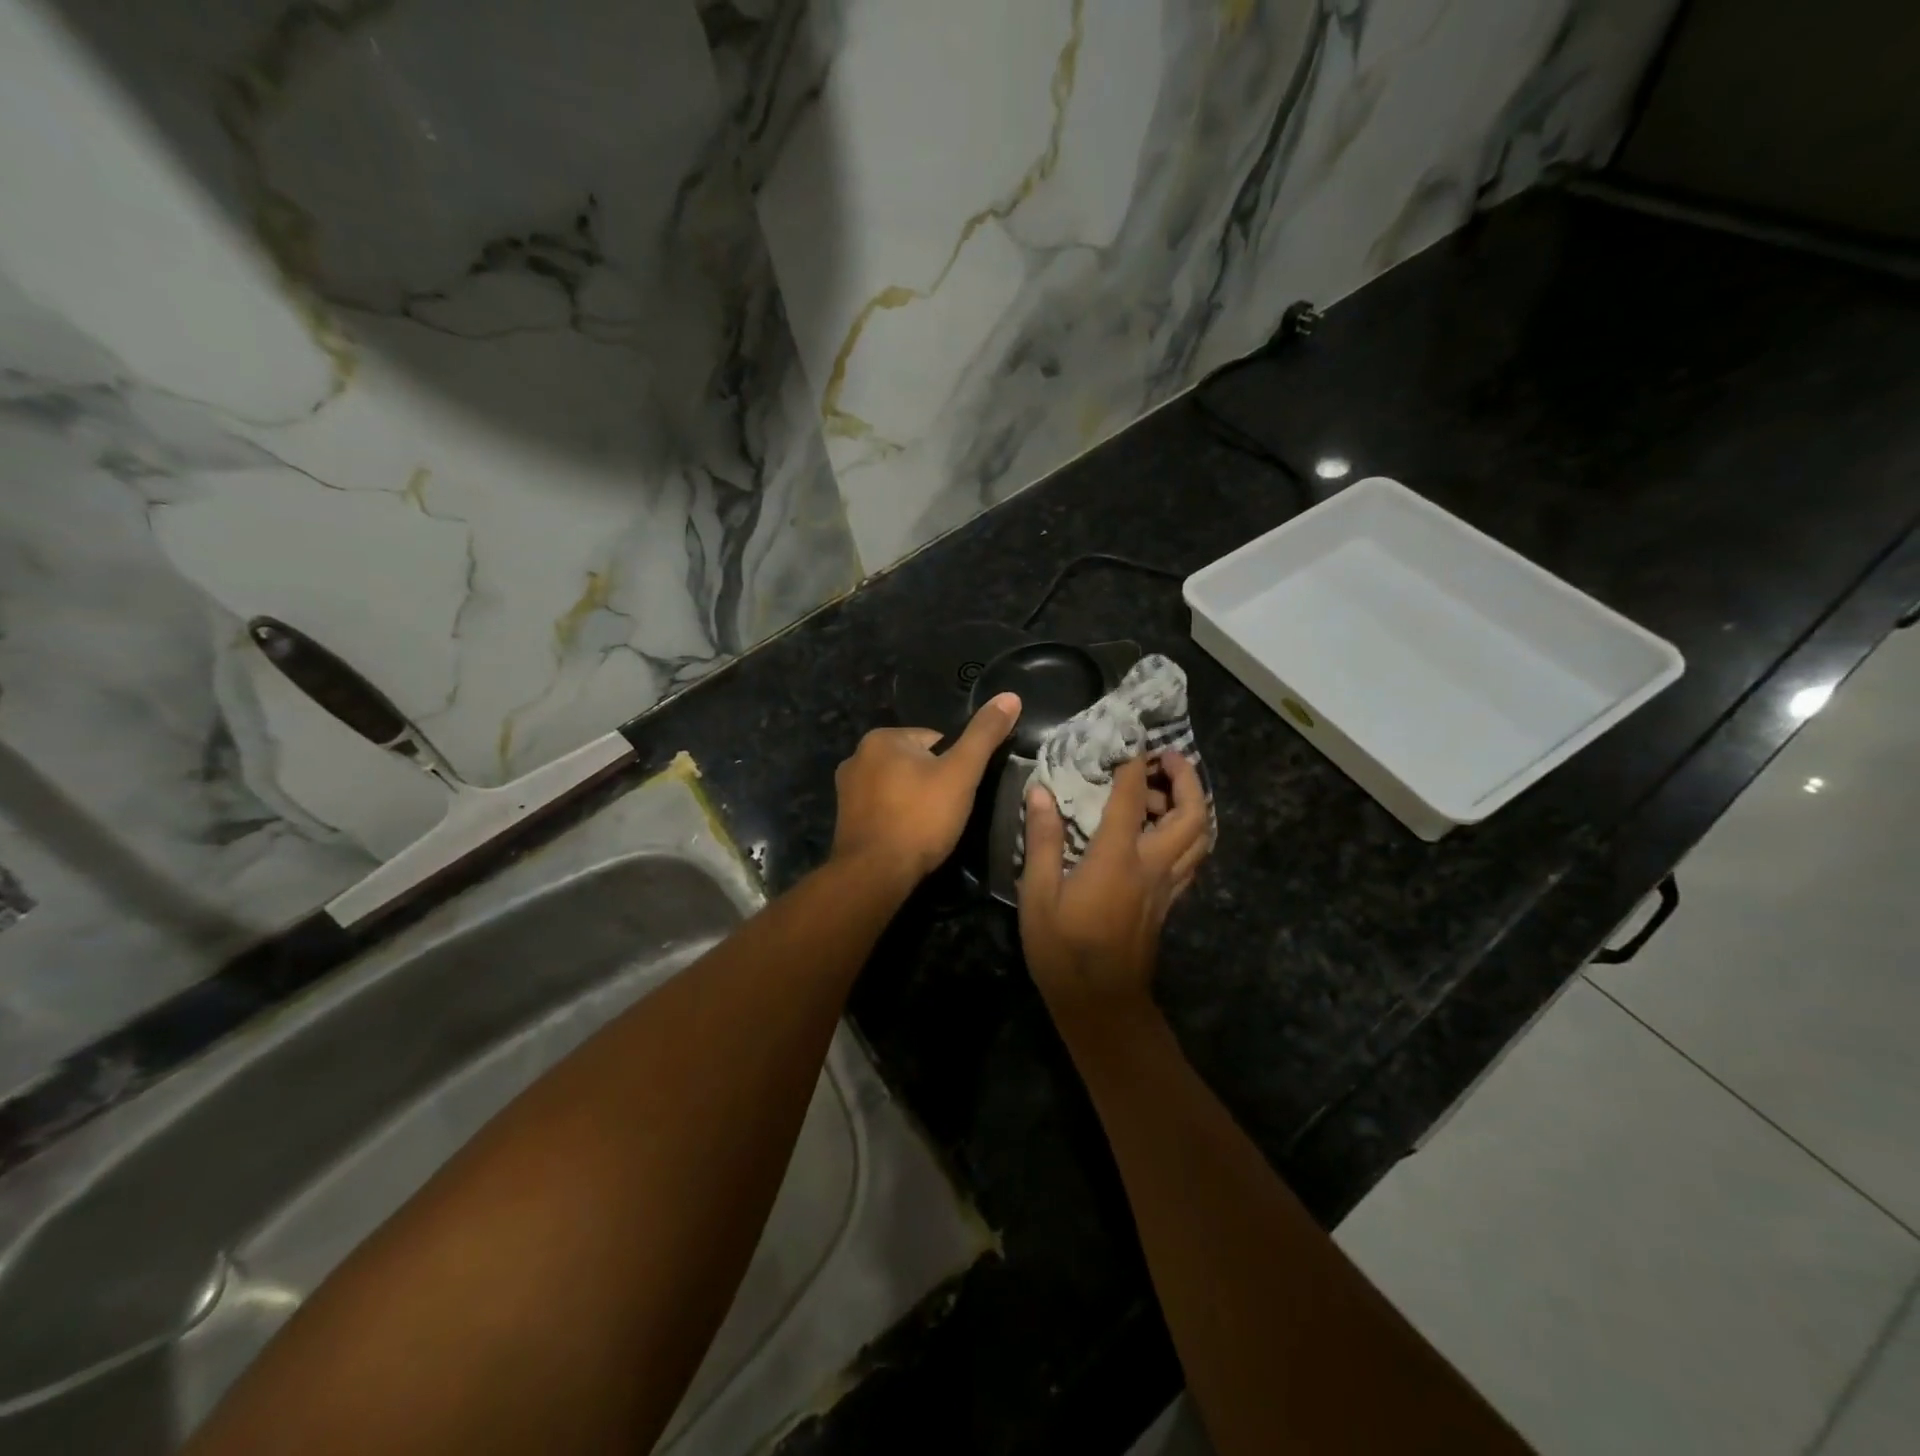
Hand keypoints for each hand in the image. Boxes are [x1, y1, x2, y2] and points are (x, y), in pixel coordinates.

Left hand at [829, 693, 1021, 884]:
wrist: (875, 874)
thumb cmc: (920, 818)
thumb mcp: (961, 773)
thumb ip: (984, 734)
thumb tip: (1010, 696)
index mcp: (882, 738)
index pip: (935, 741)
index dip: (955, 767)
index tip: (960, 793)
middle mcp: (857, 756)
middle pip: (916, 763)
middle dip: (934, 784)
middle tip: (947, 813)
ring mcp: (847, 789)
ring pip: (899, 786)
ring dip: (916, 801)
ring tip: (930, 828)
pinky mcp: (845, 818)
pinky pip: (883, 808)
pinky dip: (898, 817)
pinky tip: (909, 837)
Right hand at [1019, 751, 1211, 1017]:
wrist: (1101, 1004)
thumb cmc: (1062, 949)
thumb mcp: (1039, 894)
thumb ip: (1043, 840)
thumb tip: (1041, 792)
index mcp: (1118, 858)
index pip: (1134, 798)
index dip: (1134, 765)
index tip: (1129, 741)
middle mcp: (1153, 866)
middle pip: (1193, 815)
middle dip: (1187, 778)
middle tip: (1167, 758)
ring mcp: (1167, 886)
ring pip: (1201, 837)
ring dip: (1194, 804)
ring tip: (1167, 788)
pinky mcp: (1169, 902)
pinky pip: (1192, 857)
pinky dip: (1189, 833)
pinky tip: (1165, 830)